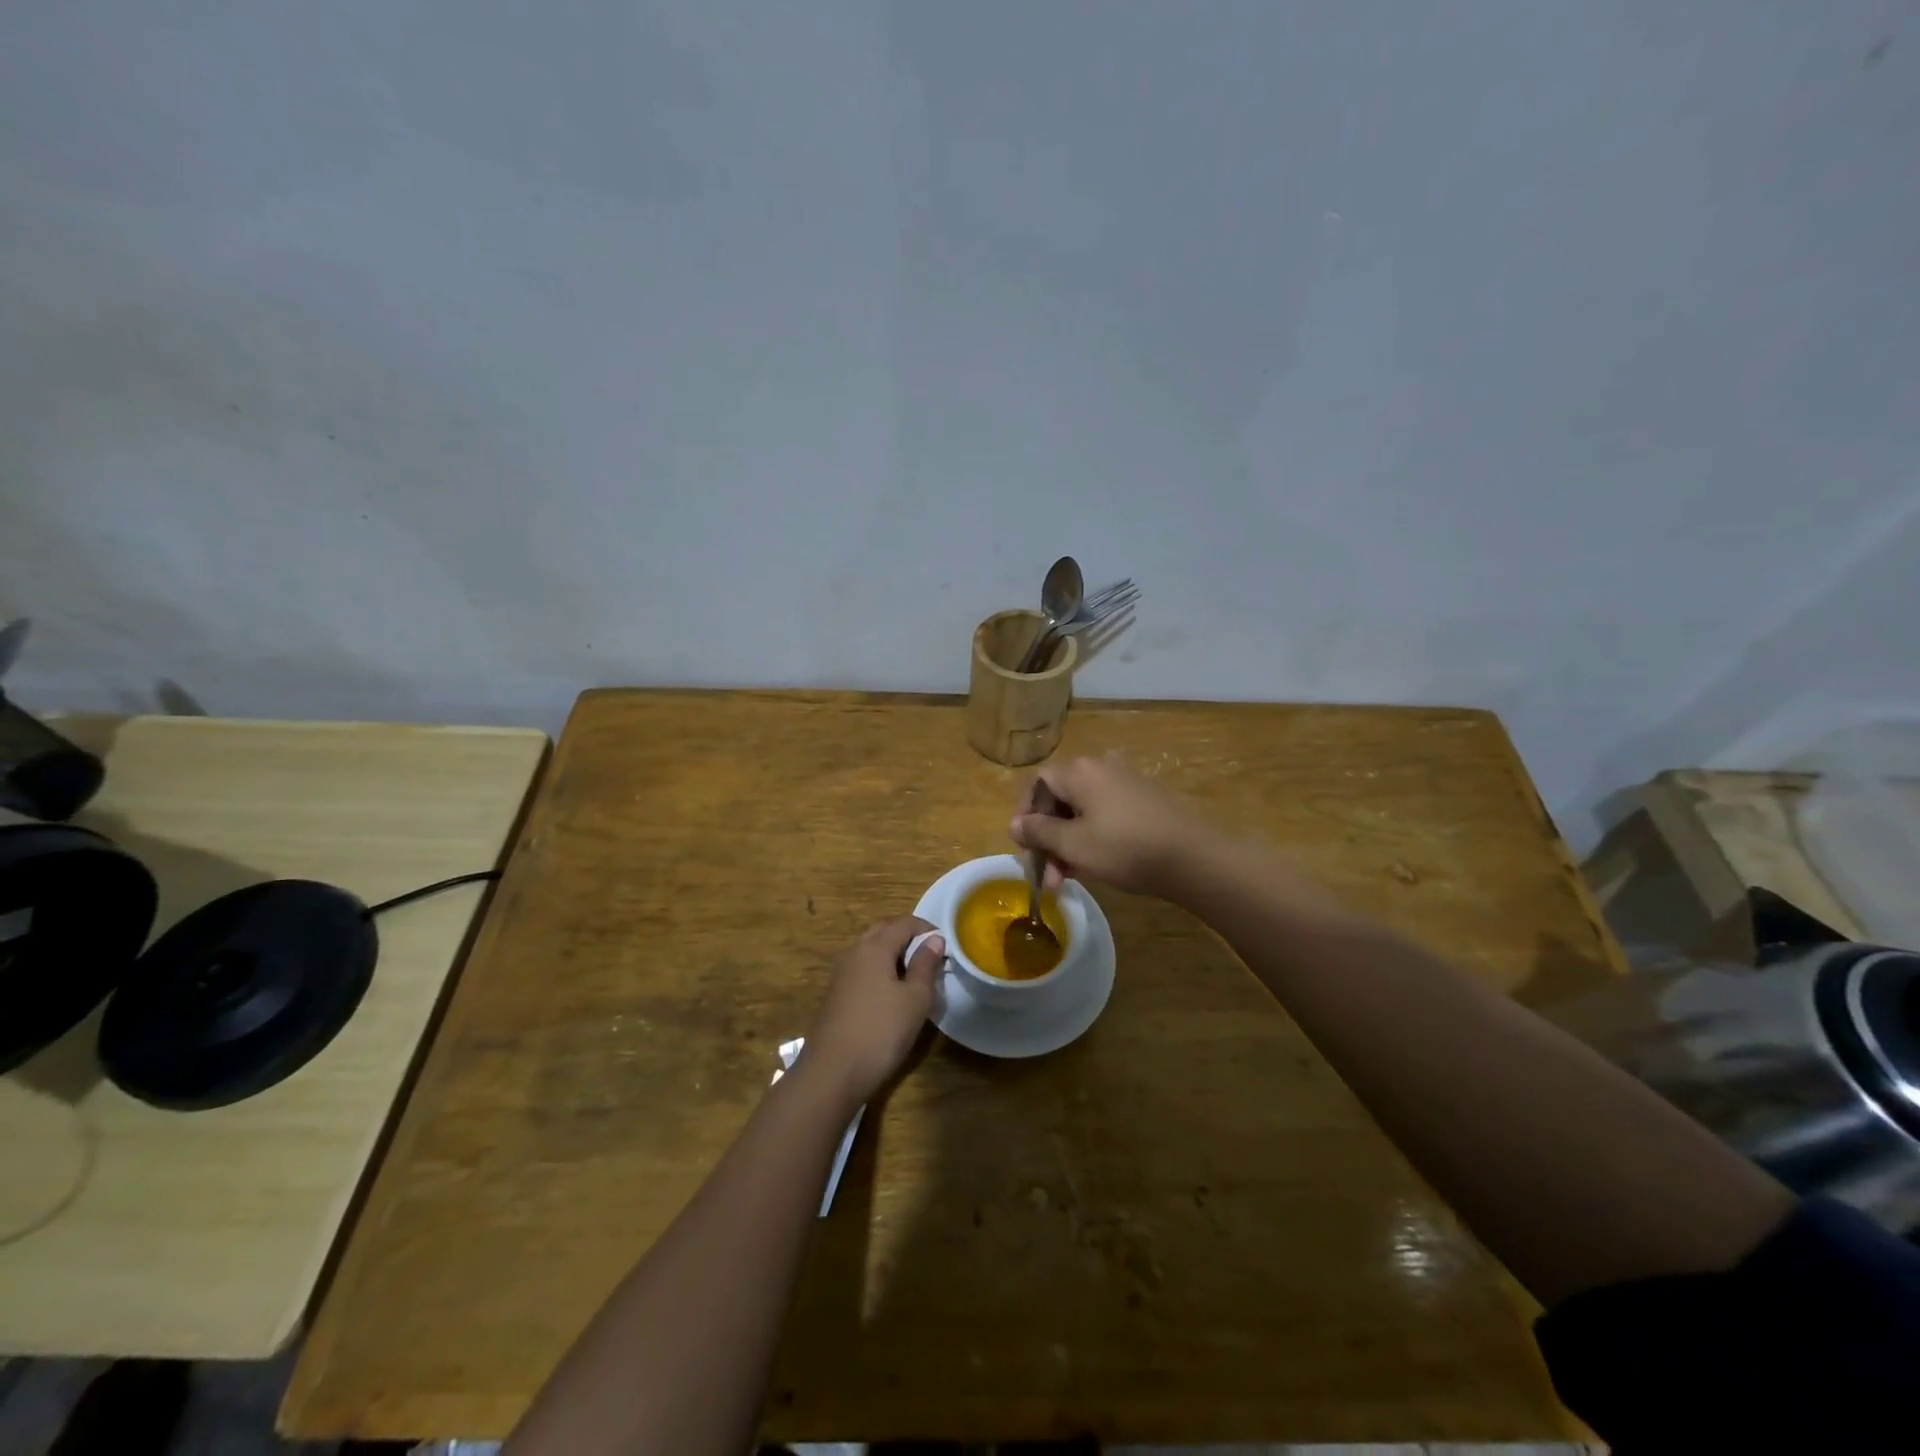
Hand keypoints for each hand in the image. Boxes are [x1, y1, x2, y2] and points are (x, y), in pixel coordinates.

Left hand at [804, 916, 943, 1105]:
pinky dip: (880, 968)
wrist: (833, 1072)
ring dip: (893, 952)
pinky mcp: (836, 993)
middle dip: (908, 936)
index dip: (927, 929)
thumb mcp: (915, 999)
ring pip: (870, 949)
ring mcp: (841, 972)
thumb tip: (935, 940)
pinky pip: (862, 967)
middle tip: (930, 955)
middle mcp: (855, 952)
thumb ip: (925, 965)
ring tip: (914, 973)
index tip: (946, 945)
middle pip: (884, 930)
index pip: (904, 923)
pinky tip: (891, 992)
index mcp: (874, 947)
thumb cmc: (881, 1031)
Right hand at [1009, 754, 1214, 899]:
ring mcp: (1126, 781)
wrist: (1195, 857)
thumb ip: (1039, 832)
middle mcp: (1101, 767)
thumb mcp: (1074, 845)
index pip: (1037, 783)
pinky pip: (1106, 813)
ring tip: (1070, 878)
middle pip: (1059, 798)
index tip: (1025, 847)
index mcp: (1079, 771)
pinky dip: (1093, 836)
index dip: (1024, 813)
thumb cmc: (1125, 848)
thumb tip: (1016, 824)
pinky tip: (1097, 865)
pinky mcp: (1145, 799)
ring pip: (1083, 810)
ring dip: (1069, 842)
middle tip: (1049, 875)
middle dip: (1048, 837)